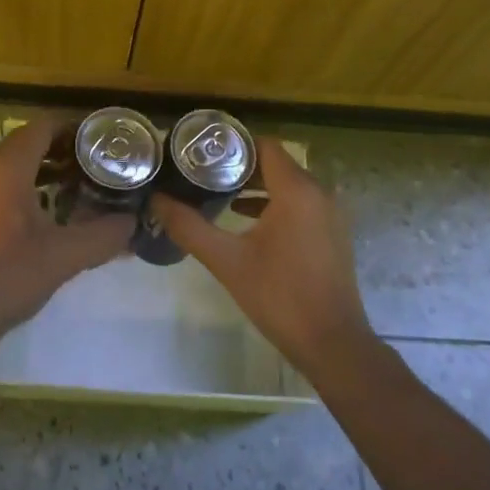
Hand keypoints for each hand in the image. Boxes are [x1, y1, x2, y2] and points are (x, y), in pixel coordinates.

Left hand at [0, 118, 132, 357]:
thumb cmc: (8, 276)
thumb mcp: (65, 255)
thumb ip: (104, 234)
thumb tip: (132, 222)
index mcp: (7, 167)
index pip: (45, 126)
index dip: (76, 128)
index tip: (104, 142)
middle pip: (30, 141)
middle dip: (66, 149)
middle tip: (100, 163)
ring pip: (16, 163)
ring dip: (48, 167)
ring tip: (83, 184)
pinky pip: (4, 182)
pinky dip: (30, 184)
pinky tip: (53, 210)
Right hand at [151, 139, 377, 382]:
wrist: (332, 345)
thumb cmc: (280, 297)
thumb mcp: (227, 261)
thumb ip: (189, 227)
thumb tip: (157, 200)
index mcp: (297, 190)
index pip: (264, 145)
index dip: (233, 144)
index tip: (203, 153)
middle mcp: (319, 192)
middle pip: (276, 163)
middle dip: (239, 166)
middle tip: (203, 173)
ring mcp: (330, 213)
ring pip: (288, 183)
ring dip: (256, 185)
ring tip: (218, 193)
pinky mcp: (332, 232)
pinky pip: (301, 202)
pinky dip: (275, 203)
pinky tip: (246, 219)